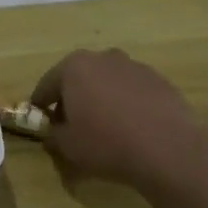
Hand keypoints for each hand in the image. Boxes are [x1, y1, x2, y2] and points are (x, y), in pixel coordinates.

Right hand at [29, 48, 207, 198]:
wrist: (168, 149)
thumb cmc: (106, 143)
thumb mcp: (67, 147)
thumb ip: (53, 136)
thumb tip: (52, 133)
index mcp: (74, 67)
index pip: (47, 84)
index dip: (41, 104)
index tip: (39, 119)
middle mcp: (104, 58)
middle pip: (79, 78)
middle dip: (72, 98)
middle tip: (71, 123)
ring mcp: (135, 67)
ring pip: (108, 82)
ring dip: (101, 98)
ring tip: (104, 126)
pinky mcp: (160, 81)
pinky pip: (133, 91)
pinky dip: (126, 104)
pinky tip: (131, 127)